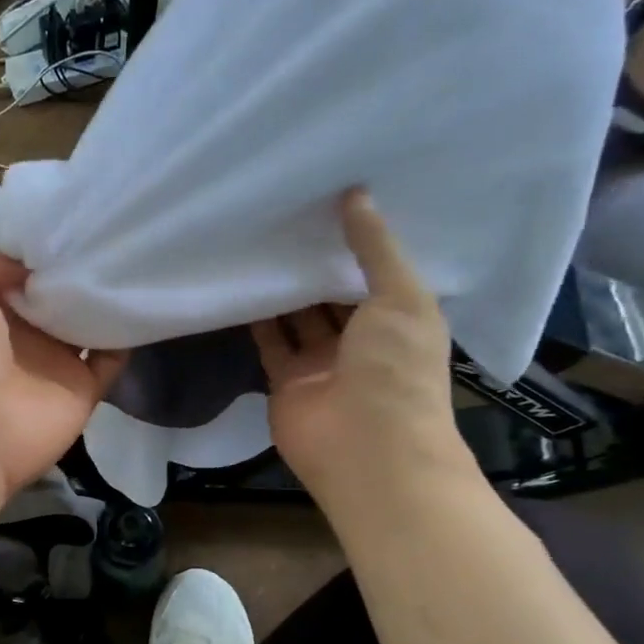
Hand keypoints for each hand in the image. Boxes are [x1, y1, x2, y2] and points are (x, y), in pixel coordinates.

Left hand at [0, 241, 127, 503]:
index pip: (24, 262)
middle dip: (82, 258)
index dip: (45, 237)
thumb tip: (33, 255)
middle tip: (115, 222)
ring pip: (90, 317)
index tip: (76, 206)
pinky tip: (144, 296)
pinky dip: (129, 331)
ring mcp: (56, 359)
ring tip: (136, 248)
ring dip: (108, 291)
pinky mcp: (84, 386)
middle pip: (61, 287)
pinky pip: (114, 355)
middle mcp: (24, 329)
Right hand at [251, 189, 475, 519]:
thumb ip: (375, 247)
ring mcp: (322, 362)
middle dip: (315, 261)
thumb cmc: (396, 369)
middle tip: (288, 212)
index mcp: (400, 319)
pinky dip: (257, 318)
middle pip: (333, 294)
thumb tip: (354, 195)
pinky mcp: (285, 380)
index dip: (357, 241)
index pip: (376, 273)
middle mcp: (362, 340)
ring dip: (283, 287)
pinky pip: (270, 342)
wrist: (366, 448)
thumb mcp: (400, 297)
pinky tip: (243, 283)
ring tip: (261, 241)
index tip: (332, 201)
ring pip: (298, 316)